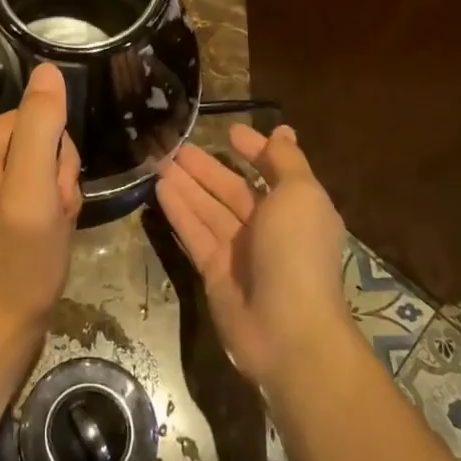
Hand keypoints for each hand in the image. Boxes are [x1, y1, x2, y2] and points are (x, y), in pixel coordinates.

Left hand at [0, 63, 81, 368]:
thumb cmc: (17, 267)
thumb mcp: (34, 193)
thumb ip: (41, 128)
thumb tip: (48, 69)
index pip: (38, 120)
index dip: (57, 159)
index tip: (50, 199)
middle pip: (38, 139)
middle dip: (55, 179)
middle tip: (48, 219)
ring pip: (40, 163)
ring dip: (53, 197)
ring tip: (43, 231)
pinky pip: (29, 185)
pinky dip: (43, 210)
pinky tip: (36, 236)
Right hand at [156, 124, 351, 388]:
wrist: (287, 330)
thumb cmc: (297, 251)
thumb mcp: (300, 195)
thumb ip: (286, 162)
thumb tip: (282, 130)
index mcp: (296, 208)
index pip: (271, 171)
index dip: (252, 150)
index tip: (229, 131)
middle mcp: (269, 228)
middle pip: (232, 190)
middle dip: (206, 167)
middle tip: (176, 144)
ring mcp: (240, 252)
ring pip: (208, 209)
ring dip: (186, 184)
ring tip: (160, 159)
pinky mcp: (215, 272)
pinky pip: (194, 233)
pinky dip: (179, 211)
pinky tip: (159, 188)